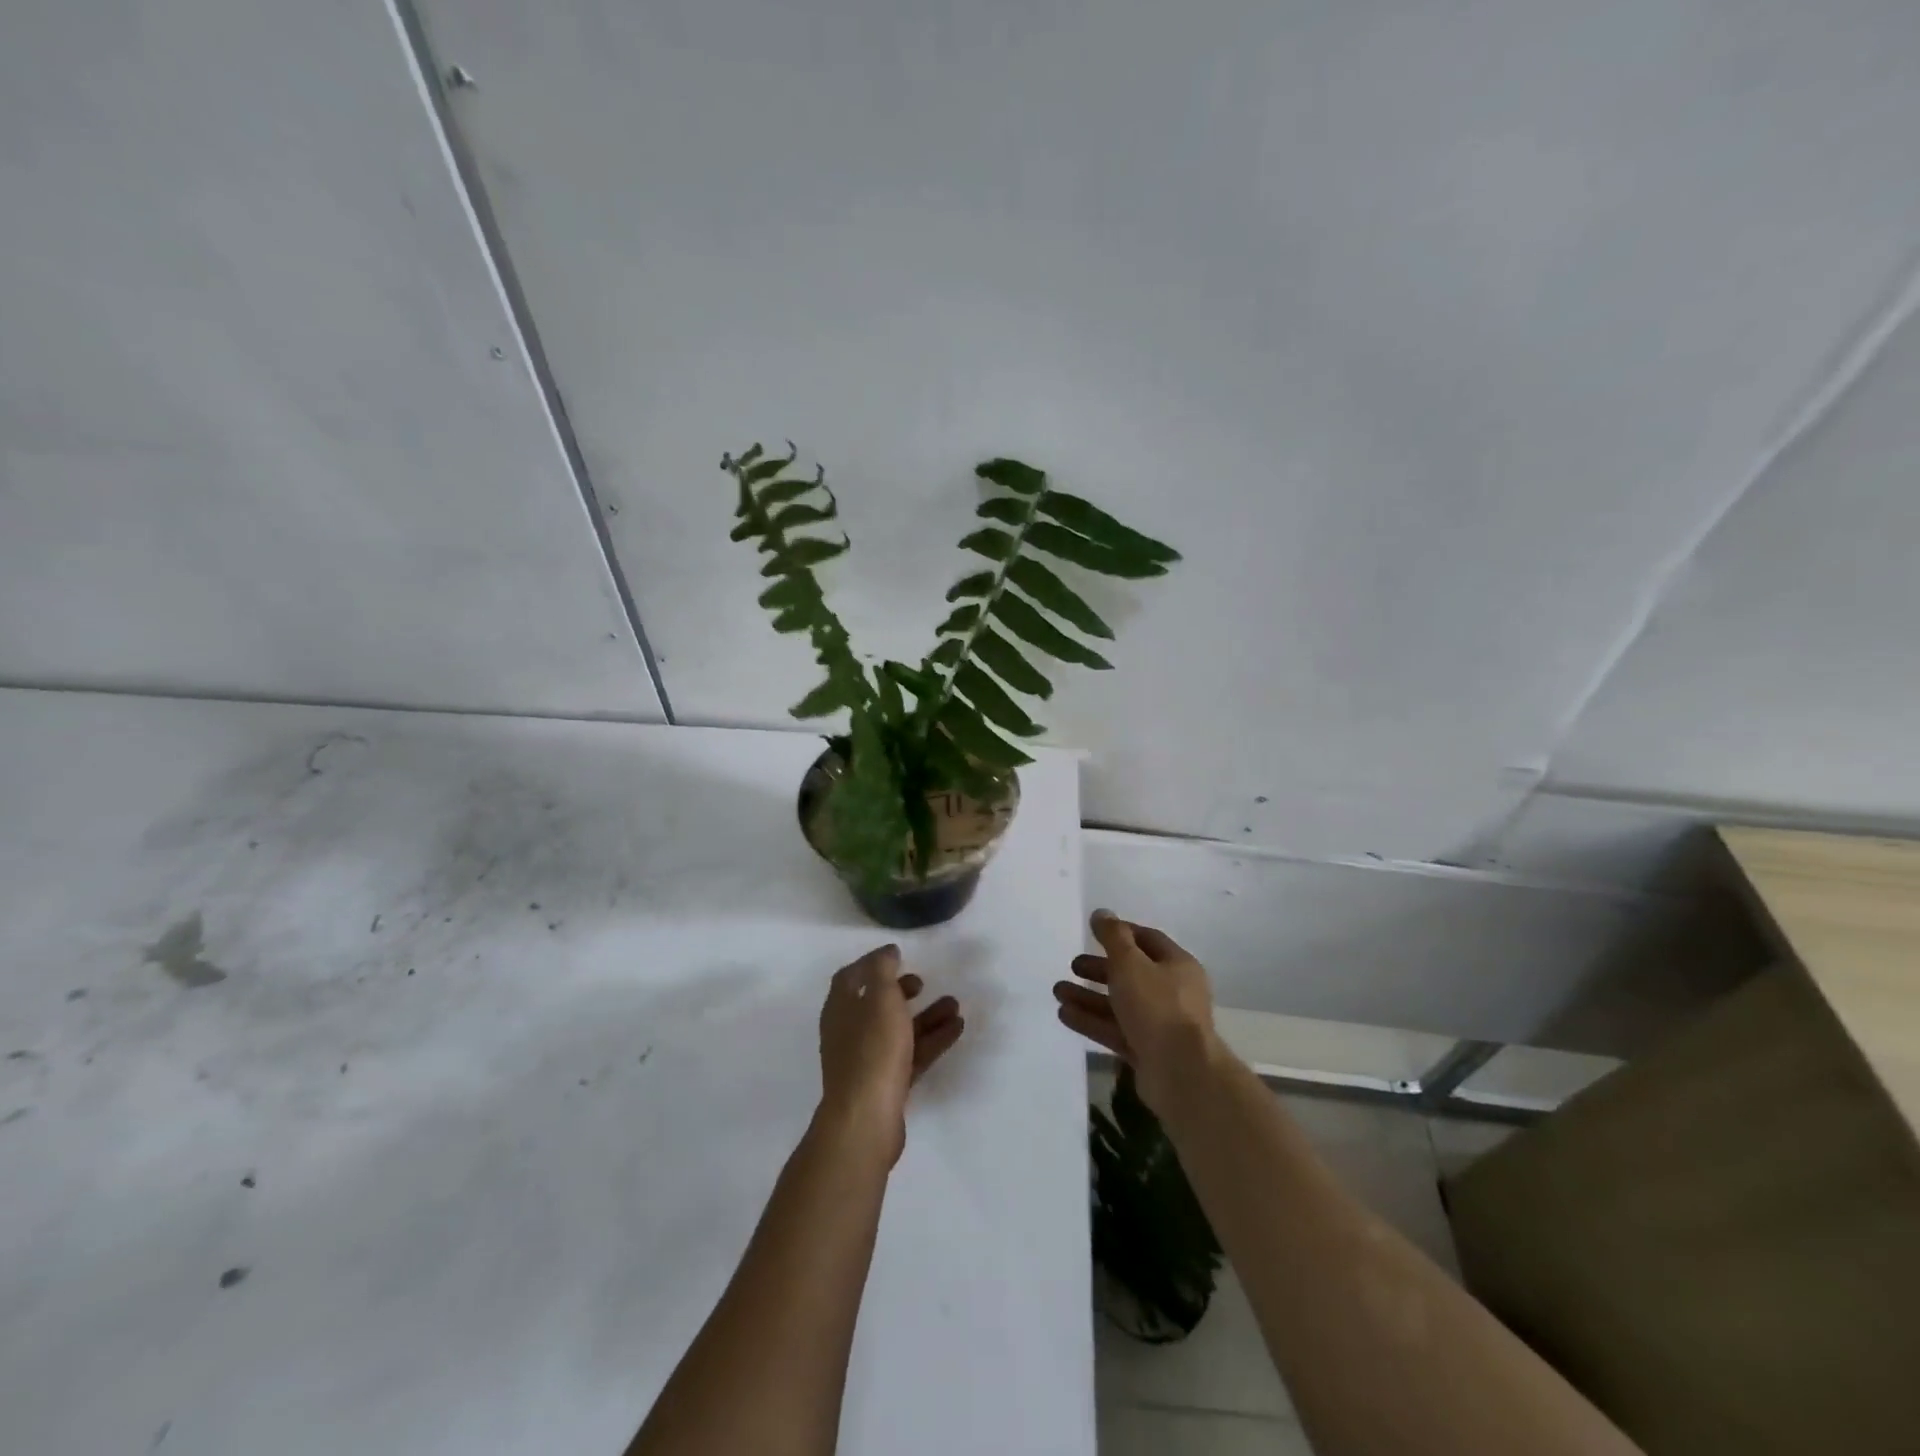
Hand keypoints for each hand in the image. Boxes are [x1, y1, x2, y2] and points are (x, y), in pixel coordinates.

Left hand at [816, 944, 963, 1165]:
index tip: (899, 955)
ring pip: (899, 1030)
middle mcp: (849, 1032)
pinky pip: (911, 1054)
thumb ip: (883, 970)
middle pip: (876, 1004)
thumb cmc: (872, 1049)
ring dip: (925, 1015)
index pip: (852, 976)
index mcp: (840, 1008)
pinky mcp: (886, 1084)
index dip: (874, 963)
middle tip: (923, 982)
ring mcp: (867, 1060)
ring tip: (955, 1005)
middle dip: (901, 991)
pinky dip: (932, 1039)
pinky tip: (957, 1029)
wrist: (866, 1118)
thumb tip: (887, 952)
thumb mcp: (880, 998)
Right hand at [1052, 909, 1219, 1113]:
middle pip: (1131, 973)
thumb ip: (1113, 936)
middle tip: (1073, 965)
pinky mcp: (1147, 1050)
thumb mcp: (1130, 963)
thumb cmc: (1157, 1006)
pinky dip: (1092, 1021)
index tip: (1093, 932)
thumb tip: (1101, 912)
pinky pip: (1115, 1030)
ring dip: (1088, 996)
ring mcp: (1160, 1024)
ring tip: (1058, 991)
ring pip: (1119, 1004)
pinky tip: (1064, 1014)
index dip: (1120, 933)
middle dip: (1099, 968)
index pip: (1147, 940)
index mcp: (1177, 965)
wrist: (1181, 1073)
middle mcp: (1172, 992)